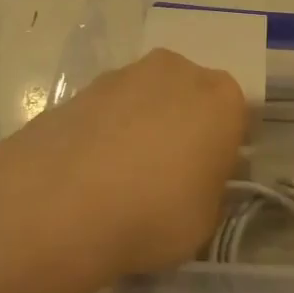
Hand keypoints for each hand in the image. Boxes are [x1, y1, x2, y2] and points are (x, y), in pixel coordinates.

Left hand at [0, 49, 248, 285]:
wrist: (58, 204)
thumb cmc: (153, 214)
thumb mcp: (205, 221)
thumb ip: (209, 190)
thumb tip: (195, 180)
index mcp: (221, 98)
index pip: (235, 119)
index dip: (222, 151)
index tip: (207, 181)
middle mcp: (177, 71)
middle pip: (189, 98)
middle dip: (182, 128)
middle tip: (166, 178)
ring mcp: (124, 74)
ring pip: (146, 100)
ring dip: (141, 127)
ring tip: (119, 180)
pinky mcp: (80, 88)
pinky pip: (107, 111)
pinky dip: (104, 133)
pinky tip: (88, 175)